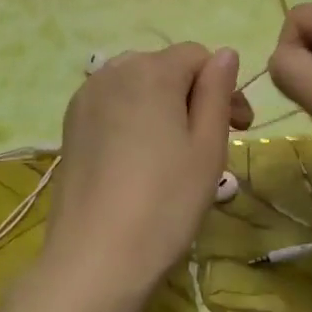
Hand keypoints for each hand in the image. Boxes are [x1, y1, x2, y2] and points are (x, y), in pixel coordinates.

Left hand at [38, 45, 249, 311]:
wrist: (95, 257)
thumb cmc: (166, 201)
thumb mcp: (208, 146)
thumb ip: (217, 92)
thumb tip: (225, 53)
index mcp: (151, 70)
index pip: (199, 56)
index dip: (225, 87)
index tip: (242, 128)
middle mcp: (113, 71)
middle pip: (166, 67)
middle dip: (194, 94)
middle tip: (211, 143)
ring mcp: (85, 97)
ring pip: (137, 85)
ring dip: (163, 105)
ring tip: (176, 151)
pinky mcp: (70, 124)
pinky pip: (112, 104)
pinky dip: (133, 118)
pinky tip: (140, 157)